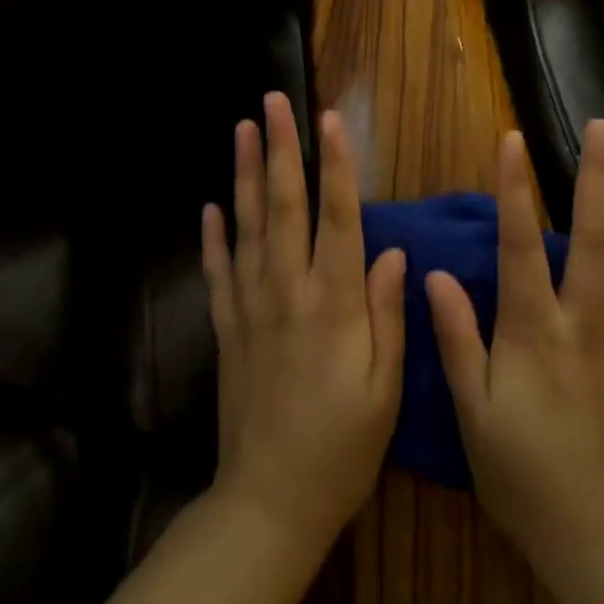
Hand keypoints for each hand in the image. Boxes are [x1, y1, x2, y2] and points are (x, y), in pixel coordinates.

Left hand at [202, 92, 406, 554]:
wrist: (270, 502)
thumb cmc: (342, 447)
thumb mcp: (385, 388)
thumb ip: (387, 314)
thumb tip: (393, 252)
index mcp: (334, 304)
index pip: (337, 218)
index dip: (335, 165)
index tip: (329, 119)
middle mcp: (288, 291)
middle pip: (283, 206)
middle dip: (281, 149)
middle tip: (273, 101)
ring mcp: (250, 307)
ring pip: (247, 226)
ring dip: (245, 174)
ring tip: (243, 129)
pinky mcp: (226, 328)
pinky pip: (217, 271)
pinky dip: (213, 236)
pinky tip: (211, 205)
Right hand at [426, 122, 603, 580]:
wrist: (602, 538)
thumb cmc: (523, 475)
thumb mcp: (472, 413)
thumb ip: (456, 338)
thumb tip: (434, 274)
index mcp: (535, 332)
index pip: (522, 245)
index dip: (515, 189)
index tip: (512, 138)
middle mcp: (584, 322)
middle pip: (593, 236)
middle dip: (595, 177)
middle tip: (600, 128)